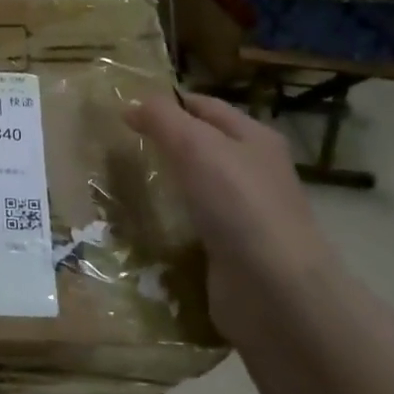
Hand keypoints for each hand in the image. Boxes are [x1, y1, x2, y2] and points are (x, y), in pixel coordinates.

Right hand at [125, 93, 336, 339]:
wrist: (275, 290)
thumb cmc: (238, 204)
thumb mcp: (195, 146)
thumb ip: (162, 119)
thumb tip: (131, 104)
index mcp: (253, 137)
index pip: (204, 106)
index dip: (168, 102)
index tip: (125, 108)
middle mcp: (253, 170)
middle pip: (202, 144)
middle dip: (164, 142)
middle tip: (118, 144)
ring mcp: (245, 212)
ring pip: (196, 184)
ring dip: (166, 182)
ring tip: (124, 180)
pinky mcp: (232, 248)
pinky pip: (194, 222)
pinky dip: (171, 218)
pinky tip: (145, 221)